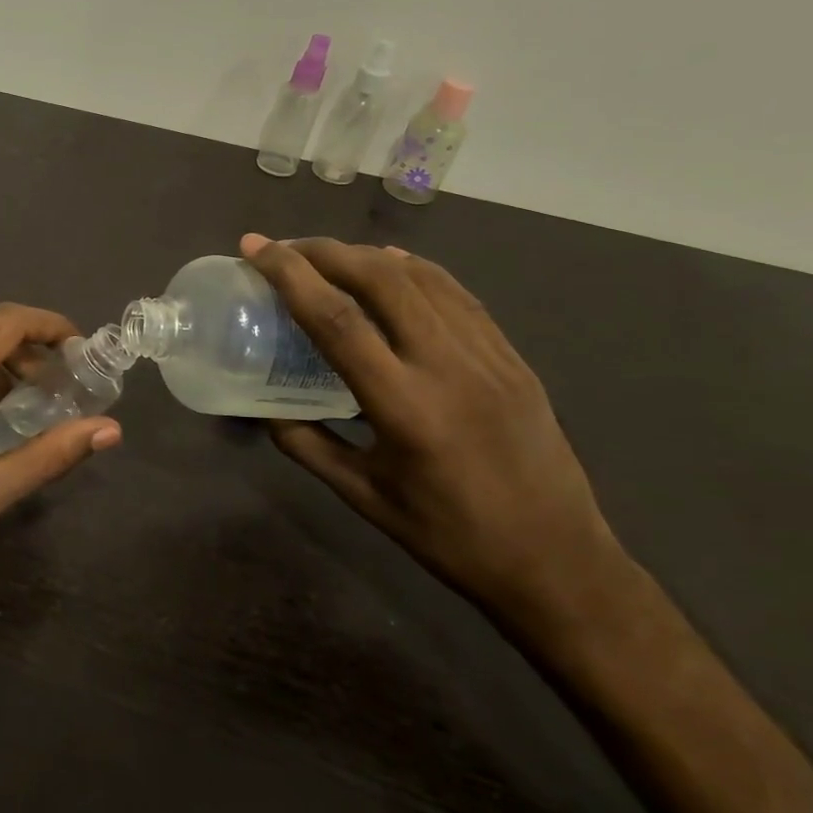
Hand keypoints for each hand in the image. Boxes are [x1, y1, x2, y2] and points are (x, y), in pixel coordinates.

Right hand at [242, 233, 624, 626]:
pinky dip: (414, 269)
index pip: (337, 320)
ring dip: (366, 254)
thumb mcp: (364, 496)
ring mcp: (489, 356)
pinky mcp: (513, 357)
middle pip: (380, 279)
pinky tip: (391, 265)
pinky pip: (457, 294)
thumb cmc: (450, 537)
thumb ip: (307, 446)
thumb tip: (266, 410)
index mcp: (405, 407)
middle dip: (325, 250)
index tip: (255, 249)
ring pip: (422, 277)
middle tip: (285, 248)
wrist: (558, 563)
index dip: (289, 275)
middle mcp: (448, 367)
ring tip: (329, 255)